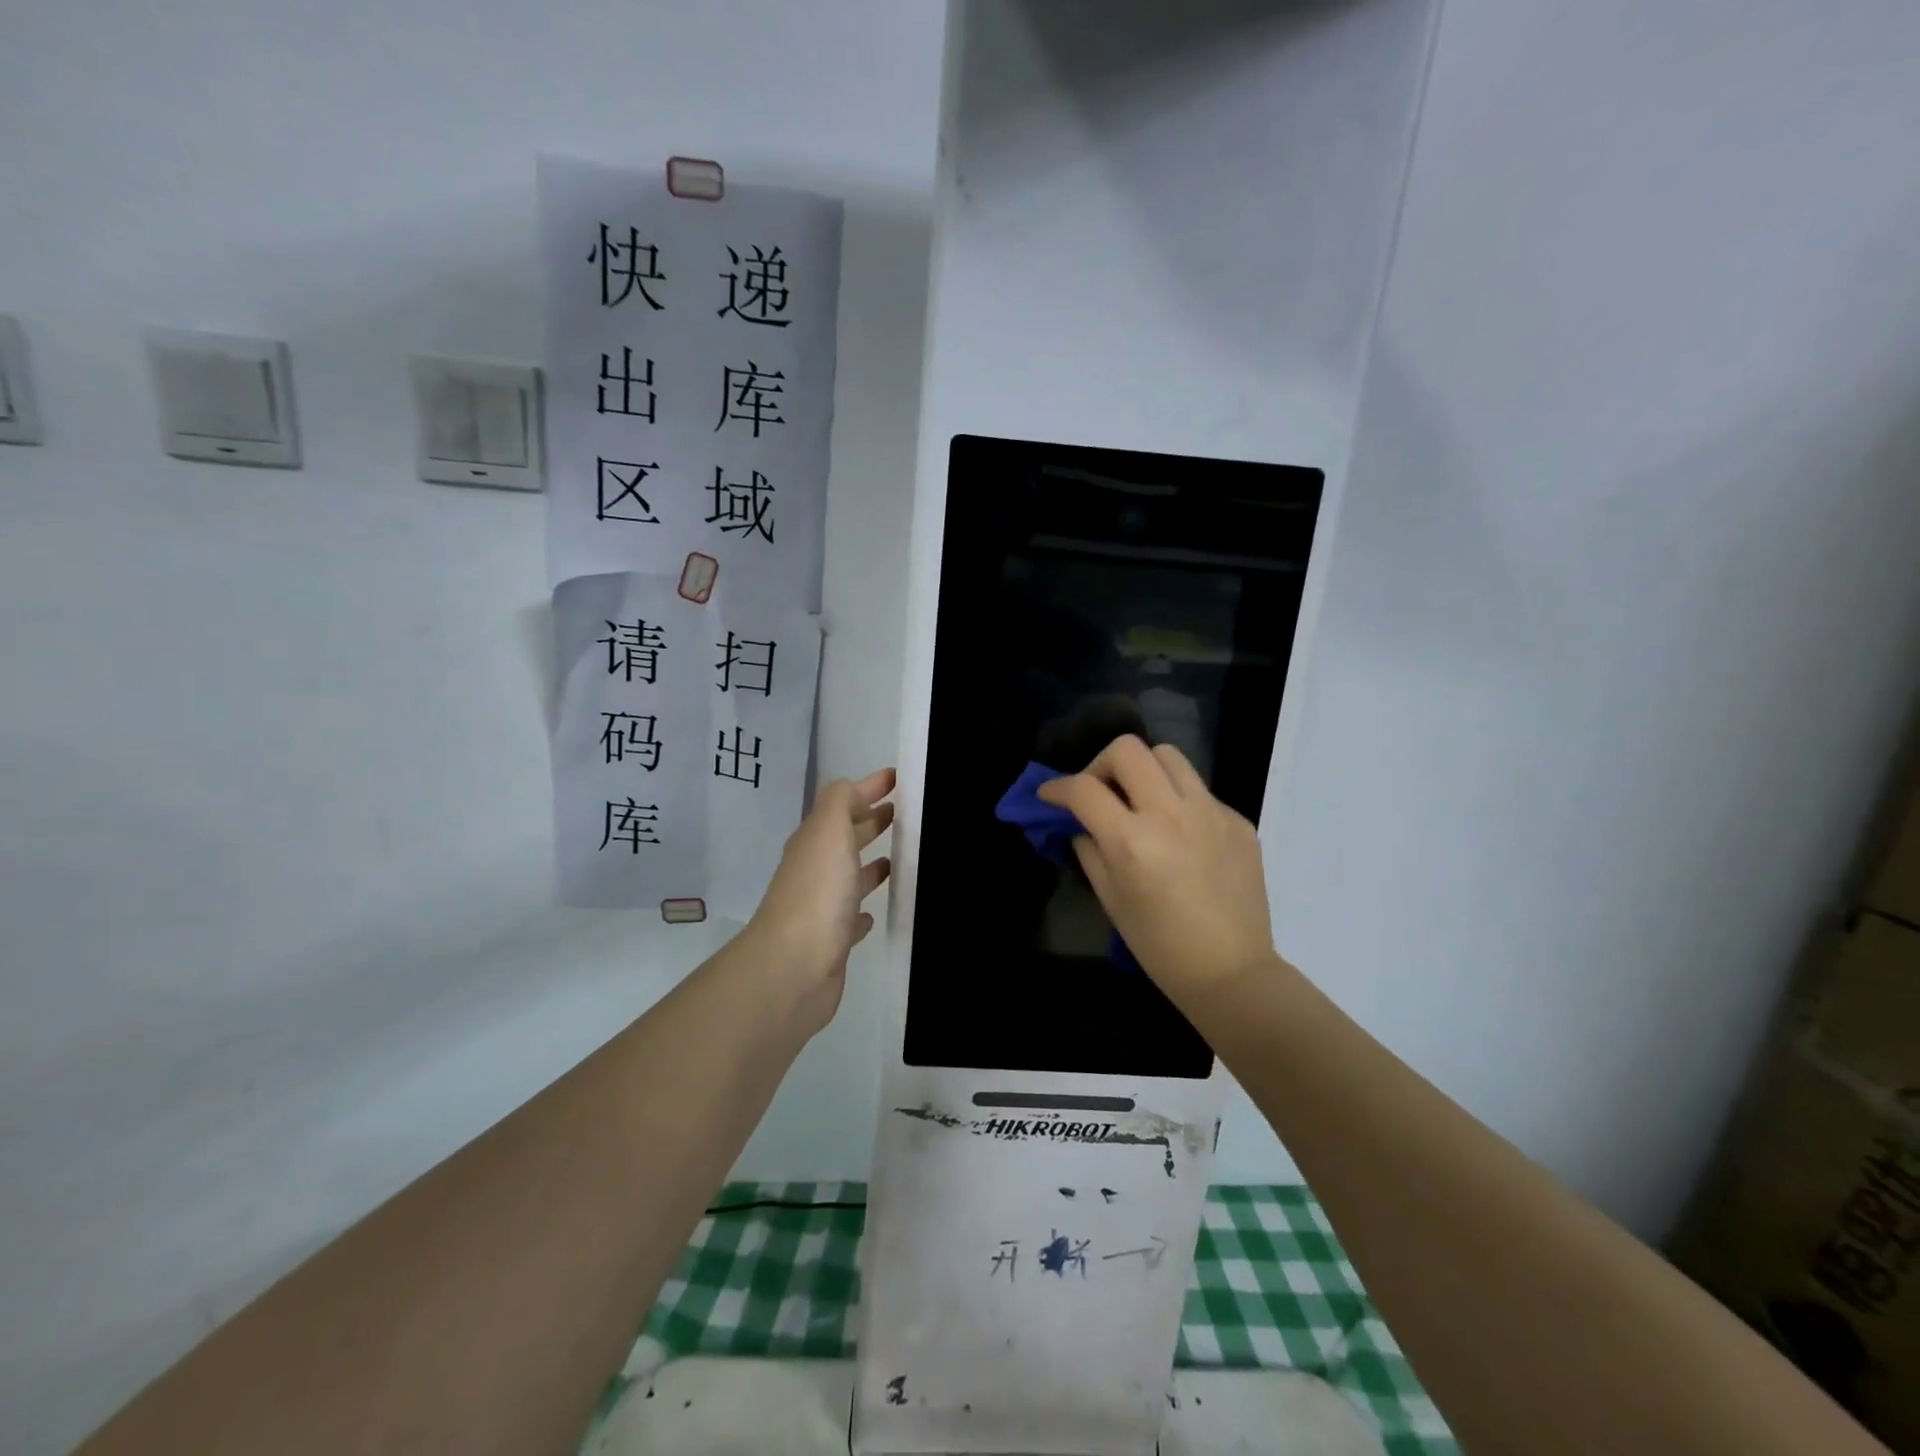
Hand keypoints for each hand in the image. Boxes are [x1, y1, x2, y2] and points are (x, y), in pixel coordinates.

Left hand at [743, 767, 894, 1033]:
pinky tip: (875, 912)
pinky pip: (851, 919)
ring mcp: (822, 907)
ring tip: (901, 858)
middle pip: (845, 839)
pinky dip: (863, 911)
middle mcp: (815, 870)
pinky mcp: (833, 942)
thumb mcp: (829, 830)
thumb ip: (840, 801)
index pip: (842, 803)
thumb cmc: (817, 892)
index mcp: (814, 842)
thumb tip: (853, 789)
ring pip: (850, 877)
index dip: (868, 787)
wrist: (794, 967)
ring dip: (870, 866)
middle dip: (871, 822)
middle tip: (906, 814)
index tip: (899, 778)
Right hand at [1038, 737, 1278, 1004]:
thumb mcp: (1111, 900)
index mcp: (1132, 841)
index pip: (1084, 788)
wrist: (1232, 972)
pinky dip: (1179, 802)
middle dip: (1101, 764)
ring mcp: (1211, 813)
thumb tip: (1083, 824)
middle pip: (1128, 749)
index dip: (1057, 787)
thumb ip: (1090, 851)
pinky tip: (1181, 836)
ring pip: (1169, 756)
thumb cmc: (1160, 946)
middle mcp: (1171, 814)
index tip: (1050, 795)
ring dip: (1144, 771)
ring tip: (1141, 801)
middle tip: (1100, 792)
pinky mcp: (1238, 821)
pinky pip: (1199, 791)